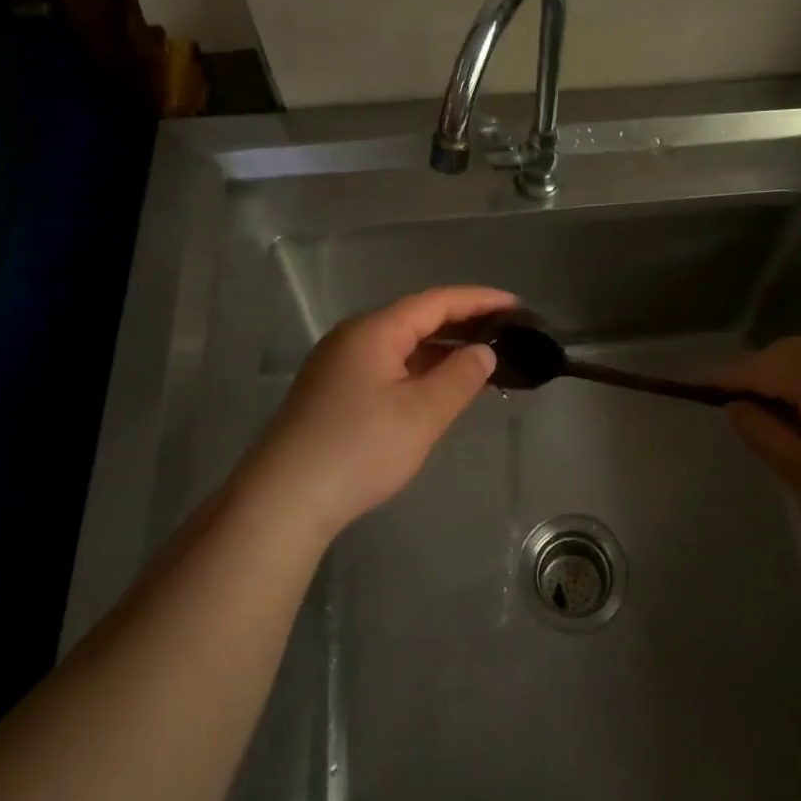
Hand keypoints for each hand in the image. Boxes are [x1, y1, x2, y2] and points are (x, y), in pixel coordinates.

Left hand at [244, 286, 514, 535]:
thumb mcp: (422, 413)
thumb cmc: (360, 449)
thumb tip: (483, 351)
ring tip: (480, 360)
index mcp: (374, 331)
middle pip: (416, 319)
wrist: (284, 499)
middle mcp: (353, 338)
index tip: (516, 306)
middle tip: (505, 332)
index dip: (479, 300)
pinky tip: (436, 389)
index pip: (436, 302)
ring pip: (400, 345)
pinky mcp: (331, 392)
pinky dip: (418, 370)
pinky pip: (386, 366)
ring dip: (440, 350)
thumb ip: (460, 376)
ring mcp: (337, 365)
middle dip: (462, 323)